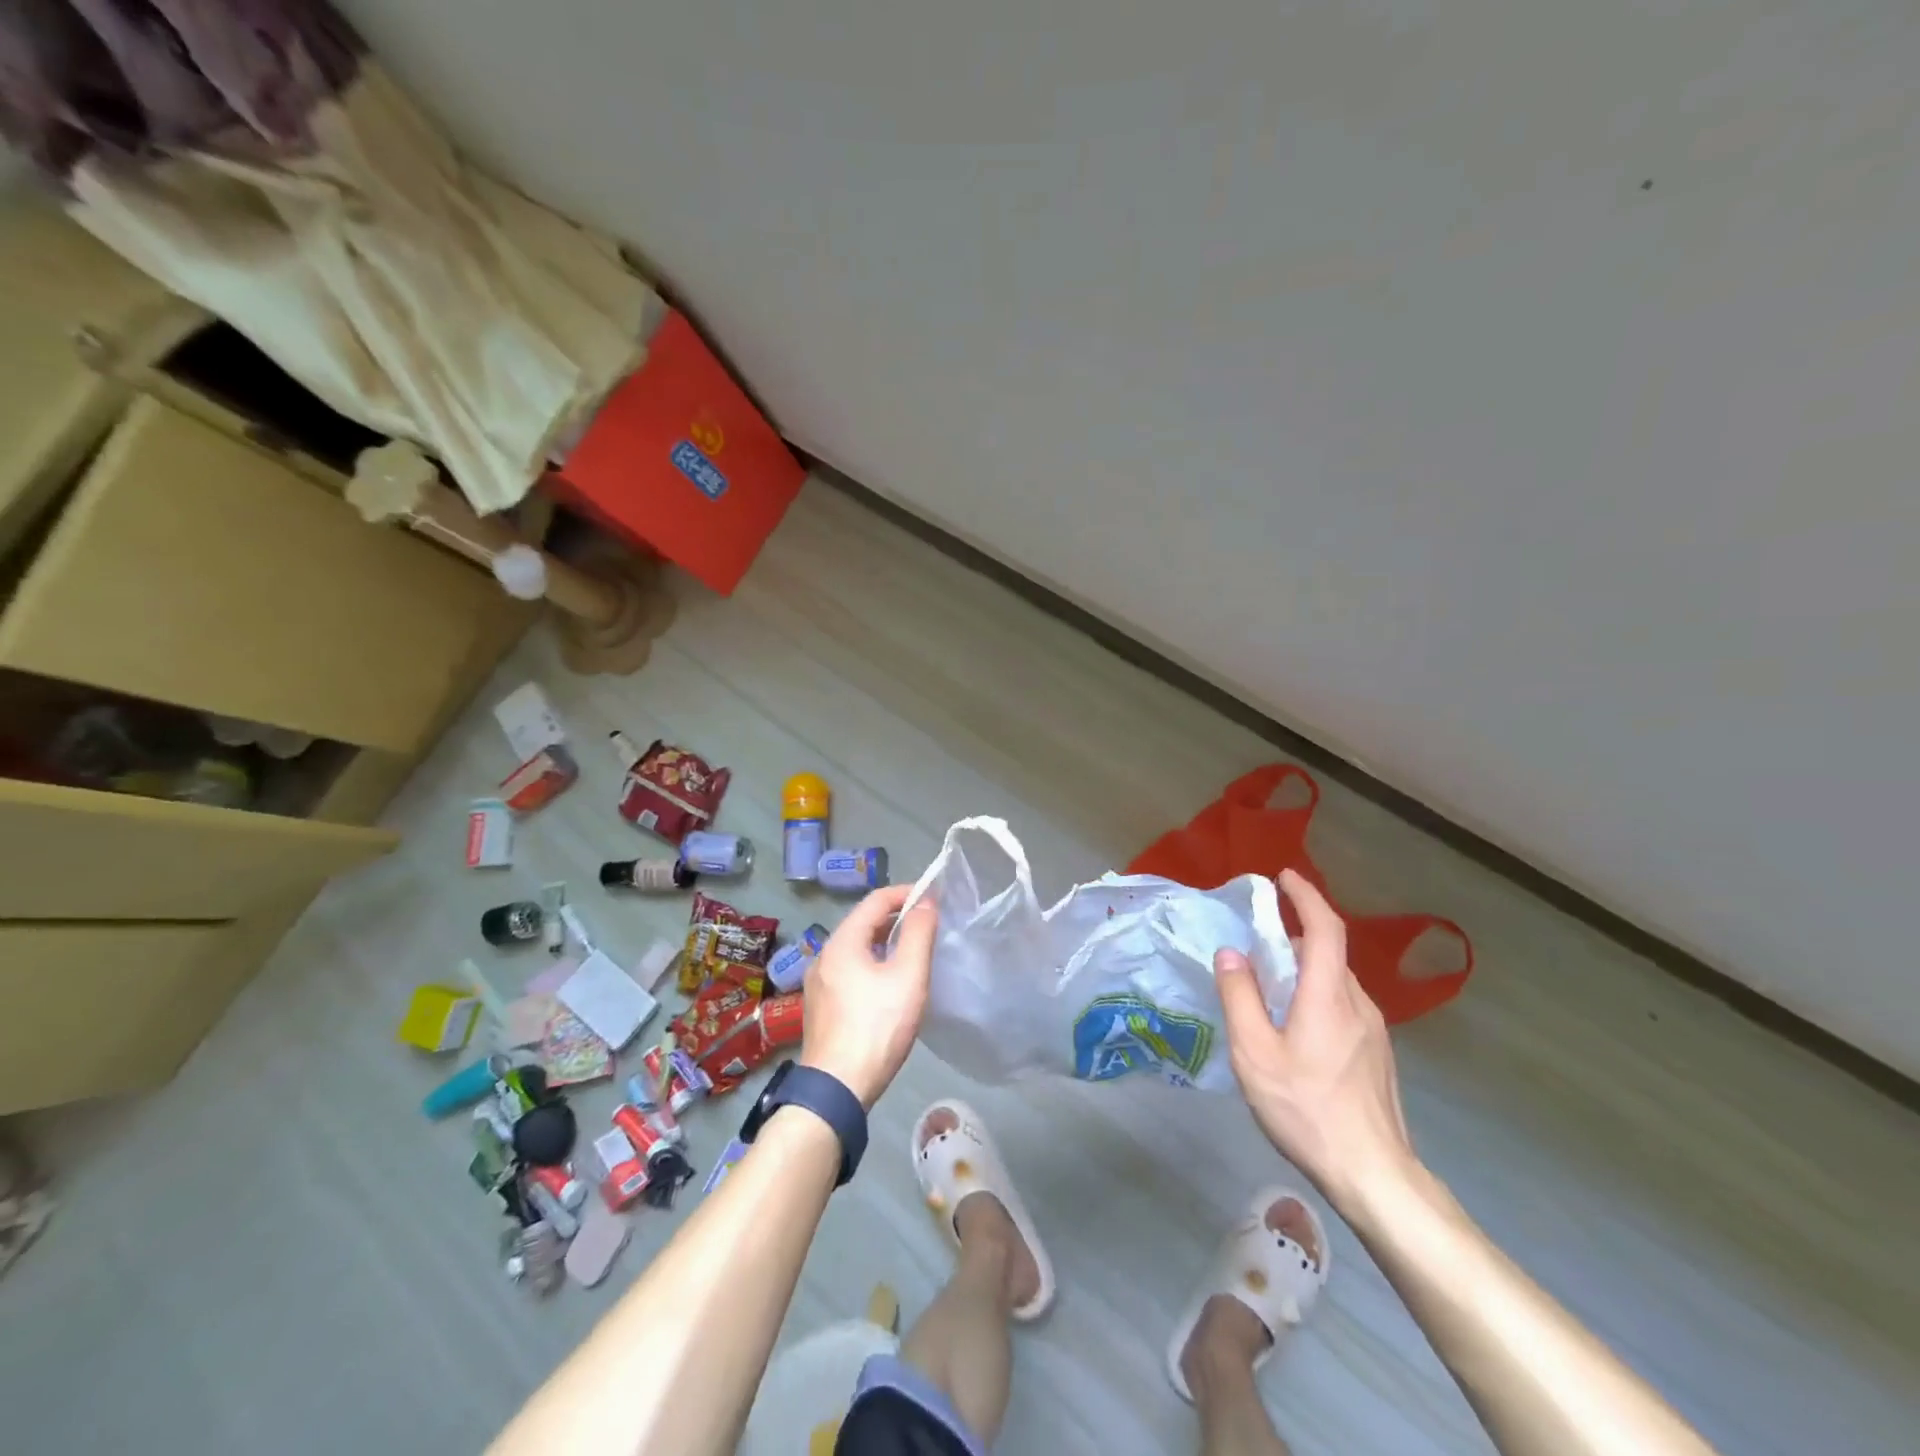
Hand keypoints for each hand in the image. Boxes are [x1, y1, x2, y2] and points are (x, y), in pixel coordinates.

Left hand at [799, 885, 937, 1108]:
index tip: (933, 898)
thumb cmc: (877, 1028)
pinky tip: (888, 983)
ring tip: (912, 952)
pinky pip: (848, 970)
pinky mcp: (820, 1006)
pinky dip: (871, 963)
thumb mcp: (908, 977)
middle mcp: (824, 955)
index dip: (906, 893)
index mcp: (842, 942)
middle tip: (927, 925)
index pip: (876, 900)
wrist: (837, 1090)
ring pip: (855, 948)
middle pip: (863, 922)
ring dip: (883, 941)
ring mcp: (818, 982)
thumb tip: (926, 902)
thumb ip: (918, 934)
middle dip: (896, 917)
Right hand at [1214, 869, 1417, 1209]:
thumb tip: (1230, 953)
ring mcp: (1374, 1031)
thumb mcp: (1255, 1053)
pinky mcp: (1377, 1054)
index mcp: (1328, 996)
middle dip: (1295, 932)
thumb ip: (1240, 997)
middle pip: (1329, 952)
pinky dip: (1315, 992)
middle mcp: (1357, 1003)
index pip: (1324, 928)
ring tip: (1269, 981)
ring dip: (1304, 965)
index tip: (1284, 877)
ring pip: (1335, 980)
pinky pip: (1343, 1004)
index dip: (1305, 897)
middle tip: (1258, 935)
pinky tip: (1294, 1023)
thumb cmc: (1306, 1109)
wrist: (1374, 1175)